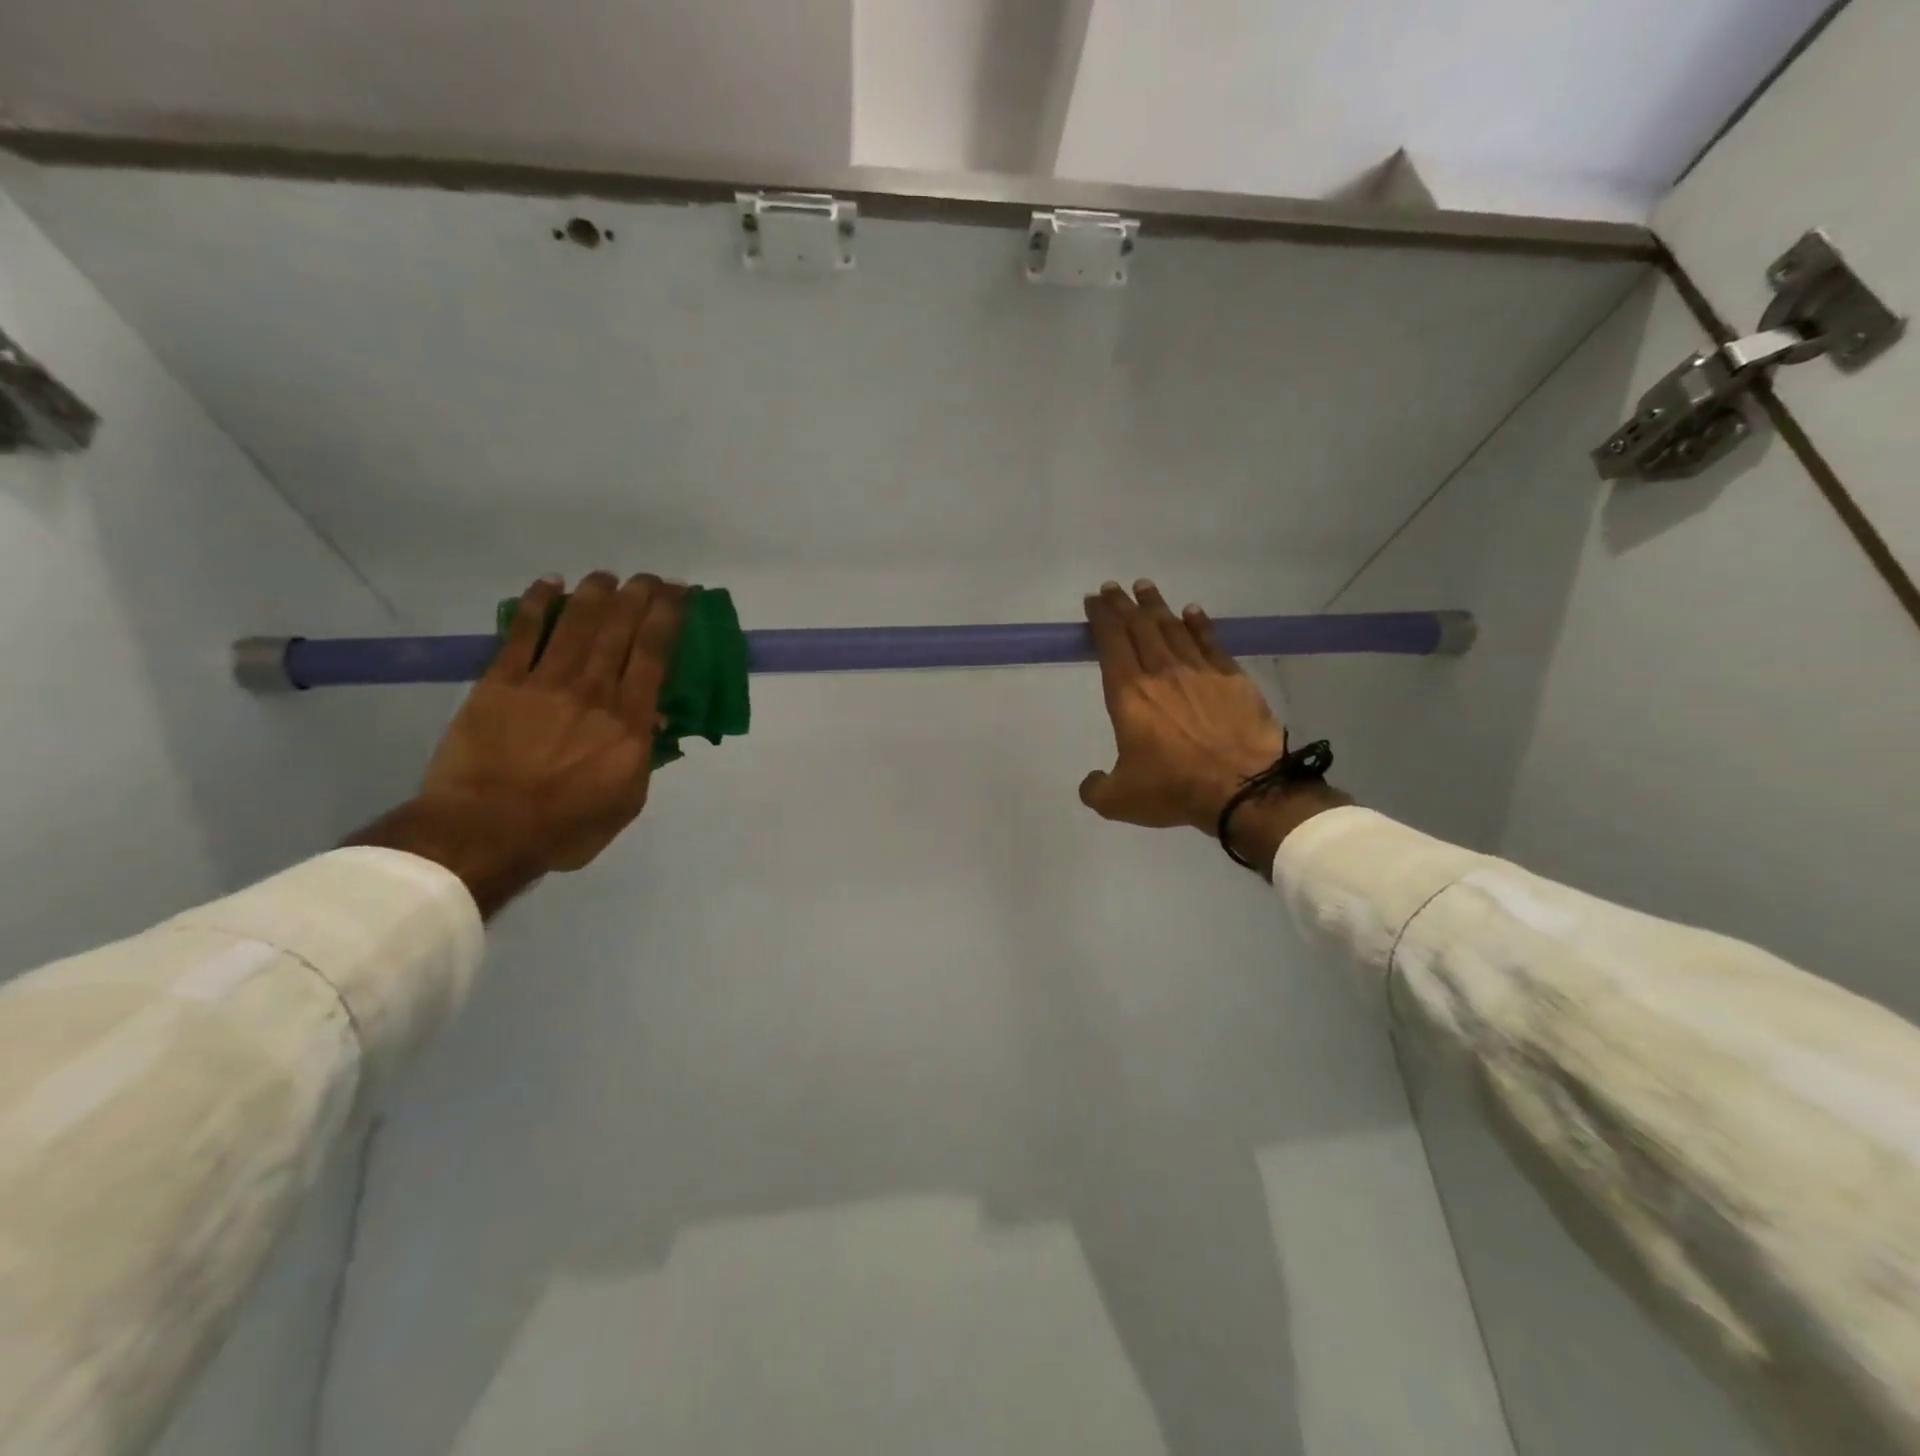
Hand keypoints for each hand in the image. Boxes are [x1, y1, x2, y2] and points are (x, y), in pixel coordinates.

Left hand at [348, 571, 686, 915]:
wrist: (485, 831)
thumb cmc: (566, 827)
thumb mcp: (628, 802)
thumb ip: (646, 757)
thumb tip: (660, 718)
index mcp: (629, 721)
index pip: (655, 654)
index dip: (670, 618)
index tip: (683, 595)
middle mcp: (593, 690)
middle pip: (620, 628)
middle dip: (640, 596)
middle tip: (651, 578)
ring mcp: (545, 682)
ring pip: (576, 622)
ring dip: (595, 593)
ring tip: (608, 576)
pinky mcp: (500, 683)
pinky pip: (522, 633)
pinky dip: (537, 605)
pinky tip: (548, 583)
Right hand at [1078, 581, 1345, 871]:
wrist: (1244, 788)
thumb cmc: (1175, 788)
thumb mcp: (1120, 800)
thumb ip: (1096, 789)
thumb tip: (1090, 782)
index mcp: (1129, 695)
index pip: (1111, 643)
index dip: (1101, 618)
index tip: (1093, 601)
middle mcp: (1161, 672)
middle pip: (1139, 626)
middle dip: (1122, 604)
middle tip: (1113, 587)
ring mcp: (1199, 671)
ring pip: (1172, 627)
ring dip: (1155, 606)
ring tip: (1145, 588)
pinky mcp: (1231, 677)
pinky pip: (1210, 641)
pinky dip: (1198, 623)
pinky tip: (1191, 611)